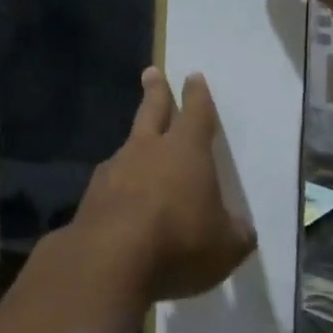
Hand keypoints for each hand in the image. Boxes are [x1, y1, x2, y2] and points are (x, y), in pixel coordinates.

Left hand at [74, 68, 256, 303]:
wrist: (109, 259)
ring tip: (140, 151)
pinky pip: (112, 182)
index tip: (193, 77)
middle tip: (151, 73)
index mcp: (186, 151)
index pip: (196, 114)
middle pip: (152, 111)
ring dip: (136, 144)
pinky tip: (122, 202)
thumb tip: (240, 228)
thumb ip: (235, 233)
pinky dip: (120, 186)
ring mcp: (115, 168)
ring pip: (129, 147)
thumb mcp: (225, 247)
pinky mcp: (92, 194)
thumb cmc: (179, 243)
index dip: (197, 95)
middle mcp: (148, 150)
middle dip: (156, 92)